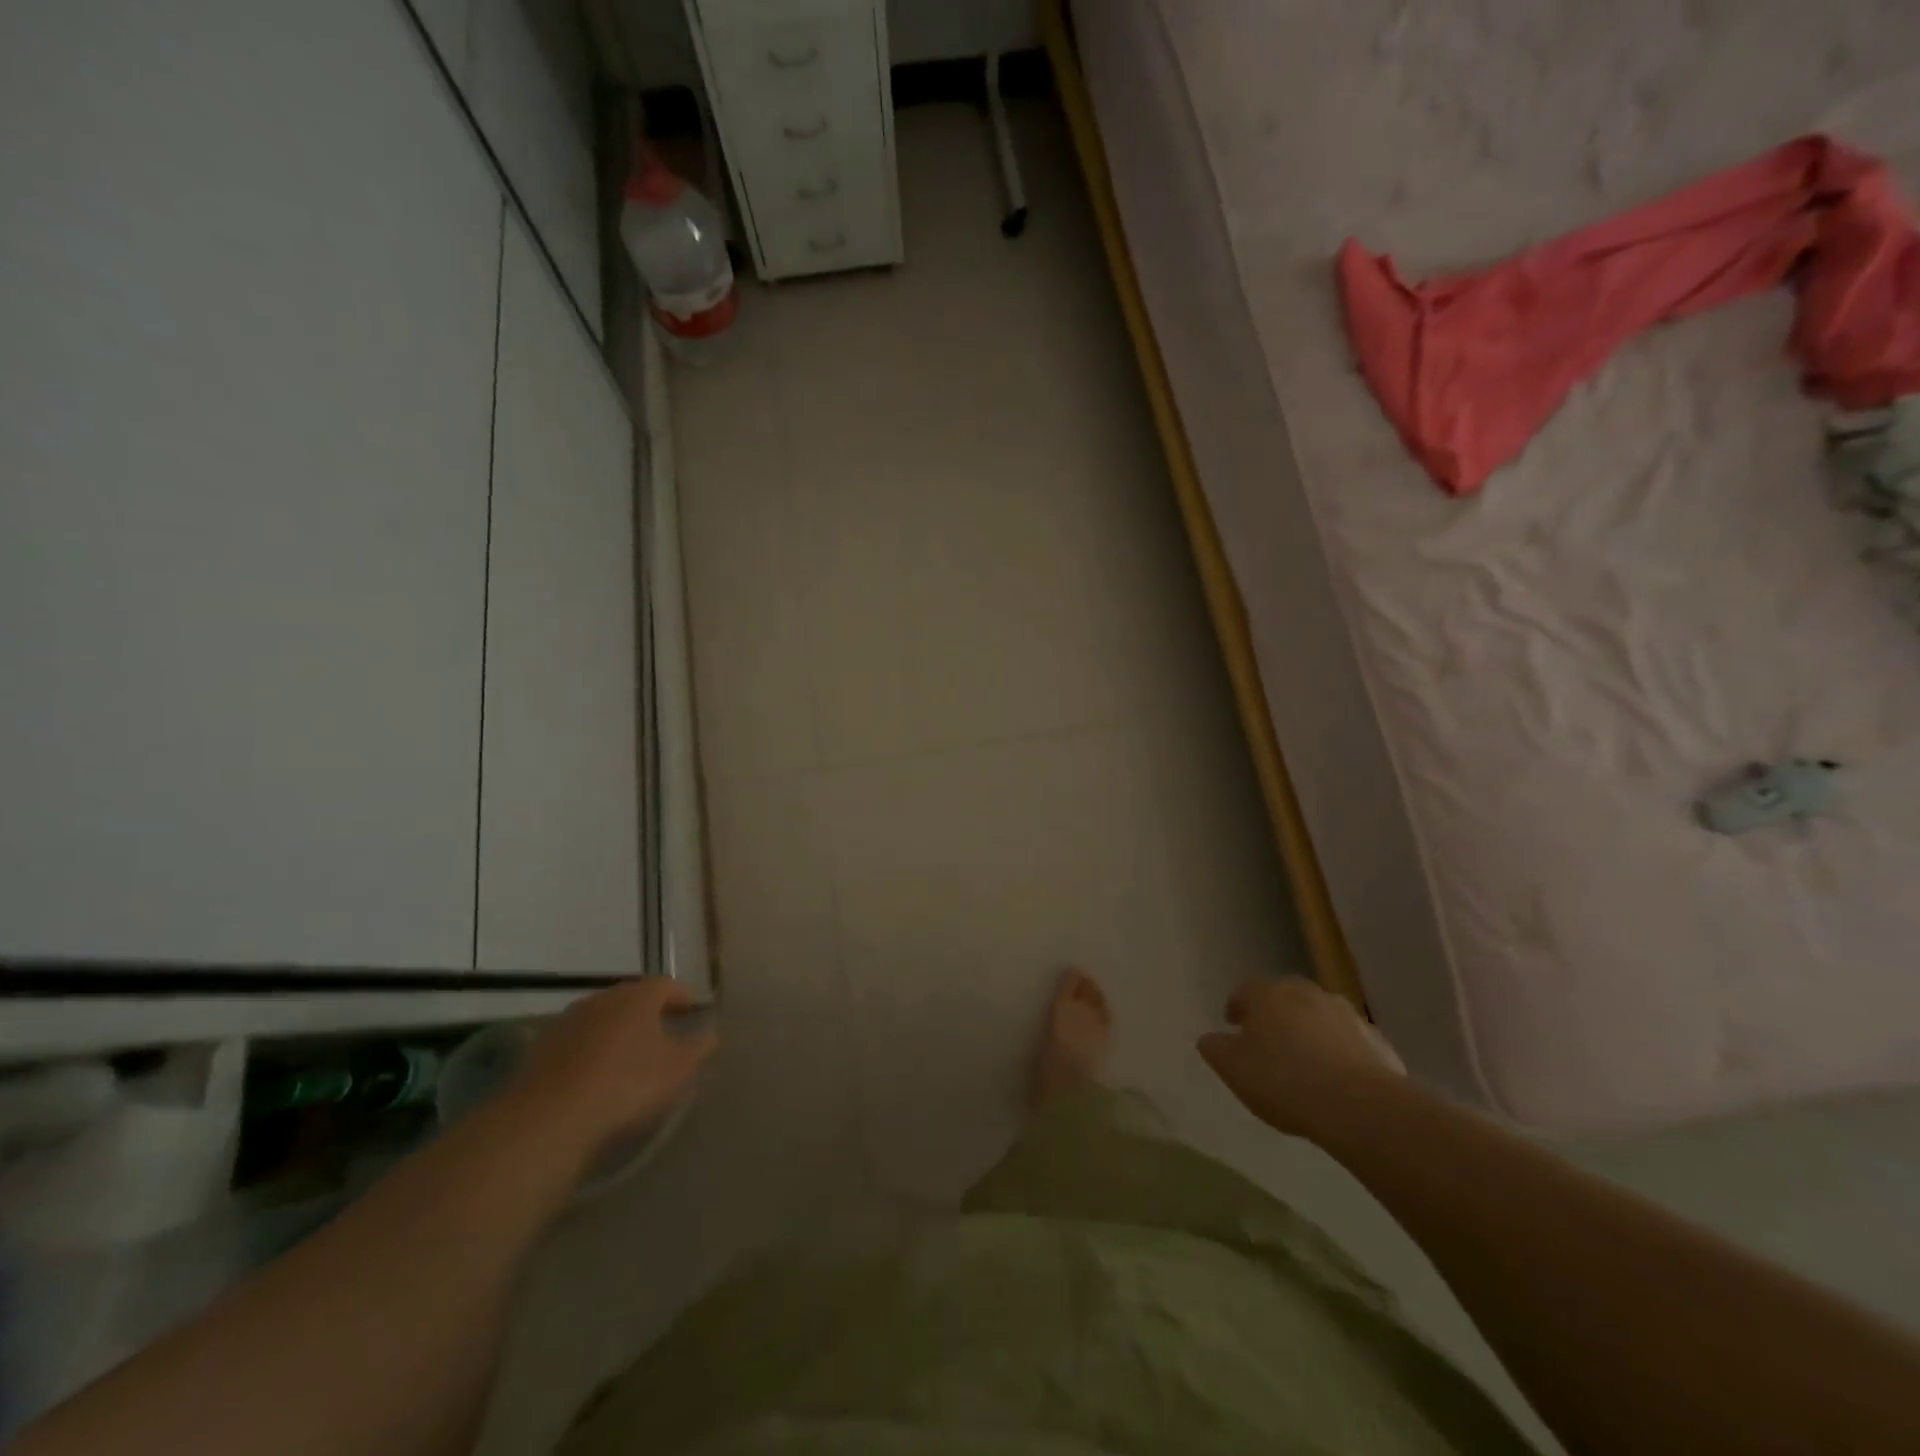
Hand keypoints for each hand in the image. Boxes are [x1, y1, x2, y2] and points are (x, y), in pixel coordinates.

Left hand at [512, 979, 717, 1158]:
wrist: (549, 1119)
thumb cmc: (626, 1085)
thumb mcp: (677, 1070)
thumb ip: (697, 1049)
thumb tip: (710, 1036)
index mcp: (638, 997)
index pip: (666, 985)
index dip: (682, 997)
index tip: (692, 1012)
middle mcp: (602, 999)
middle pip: (631, 999)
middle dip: (648, 1013)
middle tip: (663, 1032)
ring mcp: (567, 1022)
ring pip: (601, 1019)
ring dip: (616, 1032)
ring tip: (628, 1056)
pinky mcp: (541, 1049)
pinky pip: (576, 1043)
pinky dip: (590, 1052)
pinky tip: (594, 1076)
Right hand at [1197, 978, 1403, 1137]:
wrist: (1359, 1105)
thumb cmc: (1283, 1081)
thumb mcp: (1233, 1069)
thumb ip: (1216, 1049)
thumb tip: (1210, 1039)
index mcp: (1267, 994)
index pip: (1244, 990)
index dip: (1237, 1006)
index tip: (1233, 1025)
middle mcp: (1305, 993)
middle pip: (1284, 997)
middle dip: (1275, 1014)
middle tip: (1269, 1041)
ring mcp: (1344, 1014)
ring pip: (1318, 1016)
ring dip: (1309, 1031)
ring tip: (1305, 1063)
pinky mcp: (1375, 1040)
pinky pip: (1348, 1041)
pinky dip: (1339, 1051)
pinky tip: (1337, 1079)